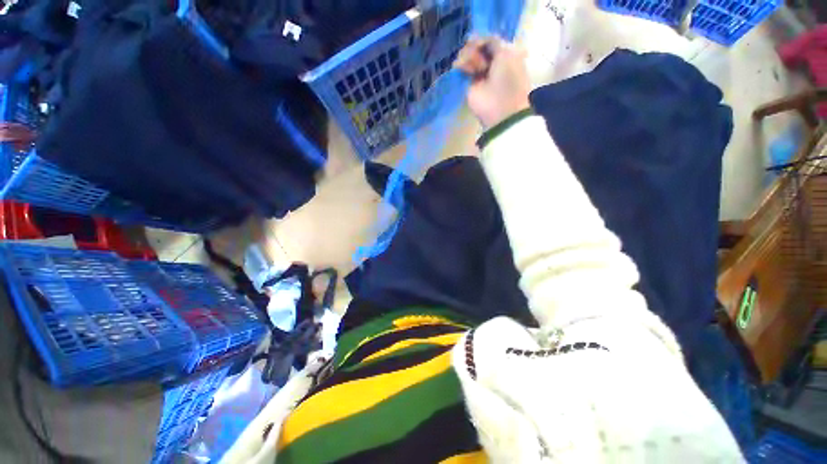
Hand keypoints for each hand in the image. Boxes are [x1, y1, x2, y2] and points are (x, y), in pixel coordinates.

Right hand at [454, 37, 530, 128]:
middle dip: (476, 47)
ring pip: (468, 54)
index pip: (489, 39)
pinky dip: (461, 64)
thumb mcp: (506, 52)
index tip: (479, 41)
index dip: (483, 38)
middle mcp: (491, 61)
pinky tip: (463, 68)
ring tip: (474, 67)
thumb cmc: (509, 78)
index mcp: (505, 53)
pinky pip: (461, 67)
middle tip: (480, 59)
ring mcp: (479, 72)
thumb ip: (493, 41)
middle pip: (477, 45)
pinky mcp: (469, 83)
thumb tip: (477, 40)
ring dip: (469, 56)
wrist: (500, 107)